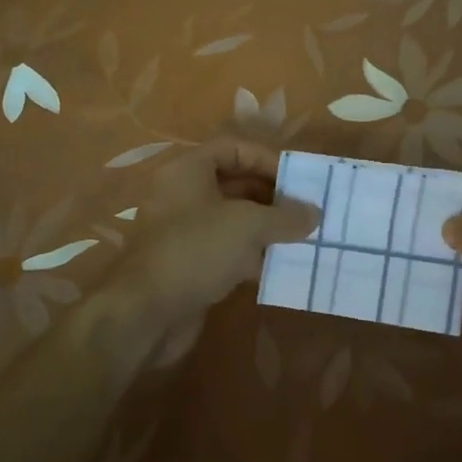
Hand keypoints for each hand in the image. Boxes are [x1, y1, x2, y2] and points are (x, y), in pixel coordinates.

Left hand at [111, 137, 319, 334]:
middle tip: (305, 210)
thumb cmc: (196, 250)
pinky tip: (278, 266)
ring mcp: (183, 232)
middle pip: (234, 184)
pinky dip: (251, 255)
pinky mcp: (188, 265)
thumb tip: (315, 213)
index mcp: (188, 171)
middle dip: (271, 196)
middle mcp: (183, 195)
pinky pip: (226, 250)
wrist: (145, 313)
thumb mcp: (248, 225)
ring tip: (301, 237)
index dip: (266, 159)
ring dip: (265, 228)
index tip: (296, 179)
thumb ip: (285, 217)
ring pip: (232, 220)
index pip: (233, 148)